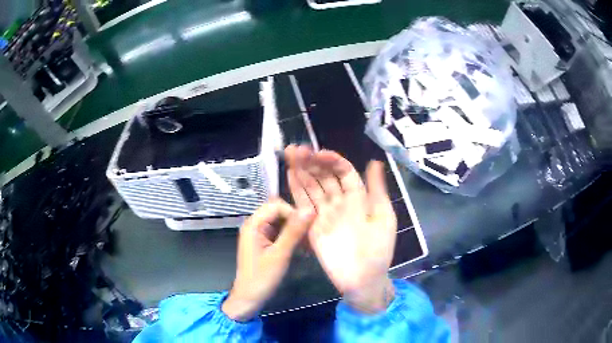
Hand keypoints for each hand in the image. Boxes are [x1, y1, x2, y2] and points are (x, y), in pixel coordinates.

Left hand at [222, 199, 314, 320]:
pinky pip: (280, 233)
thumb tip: (309, 209)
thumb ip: (294, 231)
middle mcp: (255, 225)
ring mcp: (259, 234)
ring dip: (295, 230)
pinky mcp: (264, 243)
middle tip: (310, 235)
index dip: (293, 213)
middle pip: (279, 212)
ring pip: (281, 222)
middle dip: (295, 221)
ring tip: (307, 244)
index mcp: (254, 225)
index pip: (276, 206)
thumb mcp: (280, 255)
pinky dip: (291, 238)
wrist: (249, 298)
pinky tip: (301, 249)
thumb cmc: (262, 278)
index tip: (308, 228)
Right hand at [285, 145, 396, 313]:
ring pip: (312, 187)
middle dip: (312, 162)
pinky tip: (289, 175)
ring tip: (290, 155)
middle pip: (324, 177)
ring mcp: (325, 214)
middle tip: (298, 149)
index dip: (333, 161)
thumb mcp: (384, 217)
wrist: (363, 278)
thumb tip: (375, 162)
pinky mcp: (312, 227)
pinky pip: (303, 205)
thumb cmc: (378, 249)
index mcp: (358, 198)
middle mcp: (340, 202)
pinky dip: (296, 190)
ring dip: (301, 171)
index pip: (343, 172)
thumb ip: (377, 190)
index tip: (320, 153)